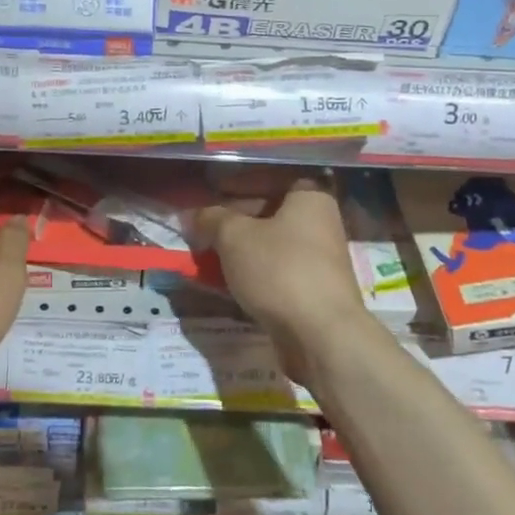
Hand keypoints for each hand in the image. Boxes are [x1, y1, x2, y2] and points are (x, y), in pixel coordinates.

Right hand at [191, 172, 381, 384]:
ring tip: (205, 255)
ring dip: (238, 250)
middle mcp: (320, 224)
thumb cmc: (279, 270)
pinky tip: (224, 282)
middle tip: (201, 227)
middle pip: (269, 213)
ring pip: (269, 246)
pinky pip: (274, 273)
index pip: (272, 177)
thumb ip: (211, 220)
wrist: (321, 337)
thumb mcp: (234, 236)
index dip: (240, 181)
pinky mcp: (312, 292)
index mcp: (310, 198)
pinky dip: (250, 274)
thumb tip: (192, 215)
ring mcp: (318, 261)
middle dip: (233, 220)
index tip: (212, 190)